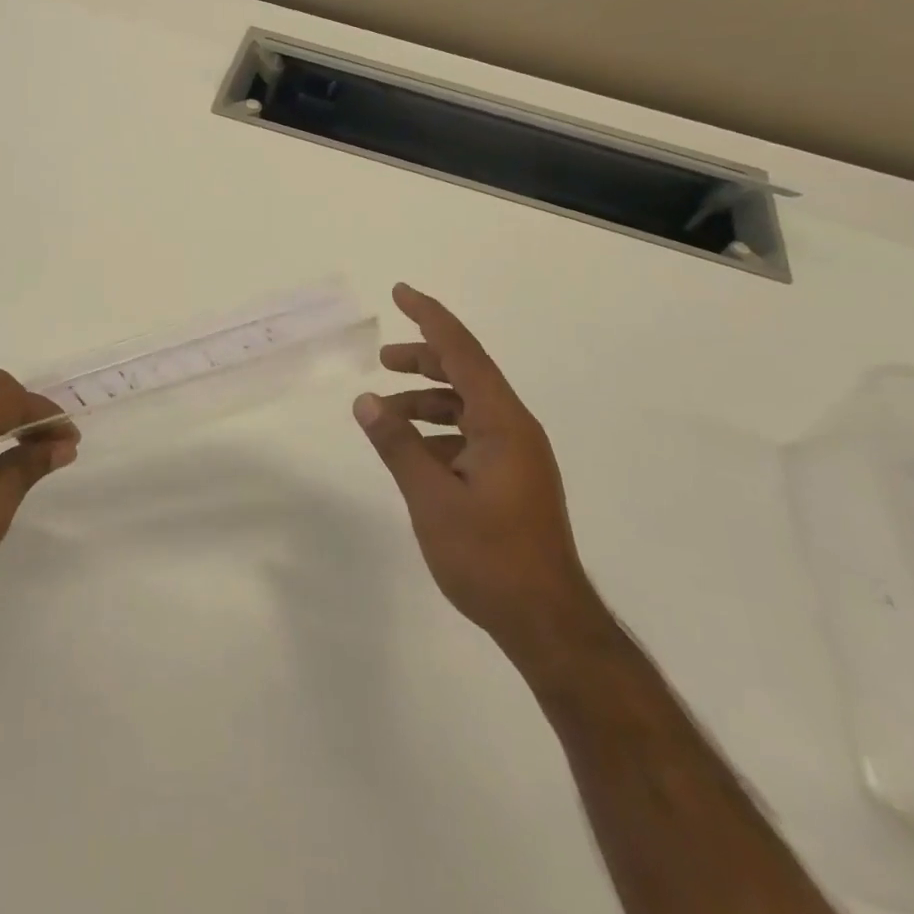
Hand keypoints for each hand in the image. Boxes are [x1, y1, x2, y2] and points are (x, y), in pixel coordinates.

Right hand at [354, 284, 600, 663]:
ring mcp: (517, 455)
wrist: (547, 621)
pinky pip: (470, 436)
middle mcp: (515, 429)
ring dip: (426, 402)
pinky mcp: (512, 479)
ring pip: (466, 407)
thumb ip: (398, 444)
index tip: (400, 292)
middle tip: (381, 359)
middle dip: (422, 361)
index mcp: (502, 422)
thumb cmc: (489, 556)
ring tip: (385, 414)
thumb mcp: (431, 498)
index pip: (462, 352)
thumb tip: (366, 401)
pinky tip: (413, 453)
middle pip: (466, 374)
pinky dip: (438, 433)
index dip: (429, 318)